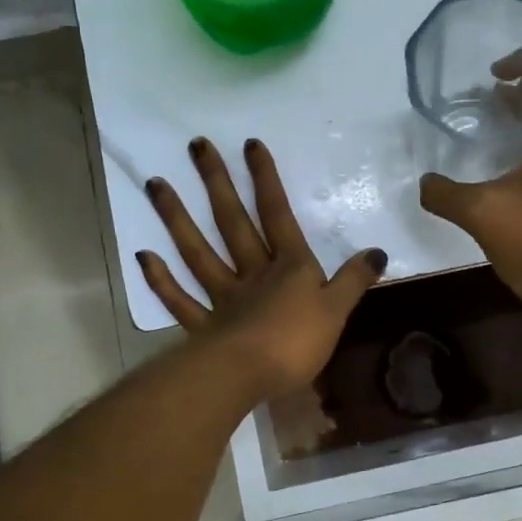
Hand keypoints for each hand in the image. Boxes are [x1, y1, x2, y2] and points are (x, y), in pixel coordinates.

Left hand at [139, 137, 386, 398]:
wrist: (249, 375)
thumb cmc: (297, 342)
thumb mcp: (338, 310)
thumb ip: (354, 280)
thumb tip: (378, 252)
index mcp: (288, 267)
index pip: (277, 214)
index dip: (266, 180)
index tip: (250, 144)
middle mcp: (252, 273)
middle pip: (232, 222)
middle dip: (217, 183)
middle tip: (196, 146)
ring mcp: (223, 298)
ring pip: (197, 252)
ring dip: (176, 218)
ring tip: (155, 184)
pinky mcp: (204, 327)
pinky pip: (180, 300)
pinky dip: (161, 280)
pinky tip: (143, 256)